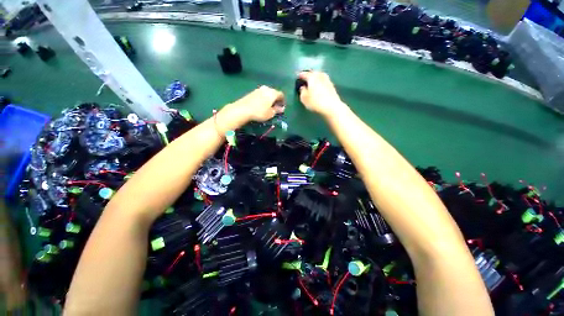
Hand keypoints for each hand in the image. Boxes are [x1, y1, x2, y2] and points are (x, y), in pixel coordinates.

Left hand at [229, 86, 285, 122]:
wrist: (242, 109)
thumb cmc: (259, 112)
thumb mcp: (270, 113)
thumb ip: (277, 110)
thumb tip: (282, 108)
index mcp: (272, 93)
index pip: (281, 94)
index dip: (283, 101)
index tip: (282, 107)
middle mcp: (266, 88)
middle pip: (274, 93)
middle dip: (276, 99)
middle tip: (276, 107)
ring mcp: (258, 89)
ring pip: (267, 93)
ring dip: (269, 99)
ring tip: (268, 107)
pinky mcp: (252, 92)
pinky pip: (261, 94)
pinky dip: (263, 99)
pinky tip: (261, 105)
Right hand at [298, 71, 347, 116]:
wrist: (332, 107)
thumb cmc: (316, 102)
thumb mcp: (304, 99)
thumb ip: (302, 92)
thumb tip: (303, 87)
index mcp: (312, 78)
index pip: (305, 74)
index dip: (301, 75)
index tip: (298, 76)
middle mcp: (320, 76)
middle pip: (314, 73)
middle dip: (309, 74)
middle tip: (305, 77)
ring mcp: (327, 80)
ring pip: (320, 75)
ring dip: (316, 77)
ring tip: (313, 81)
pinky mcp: (332, 86)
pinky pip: (324, 81)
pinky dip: (321, 82)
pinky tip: (319, 86)